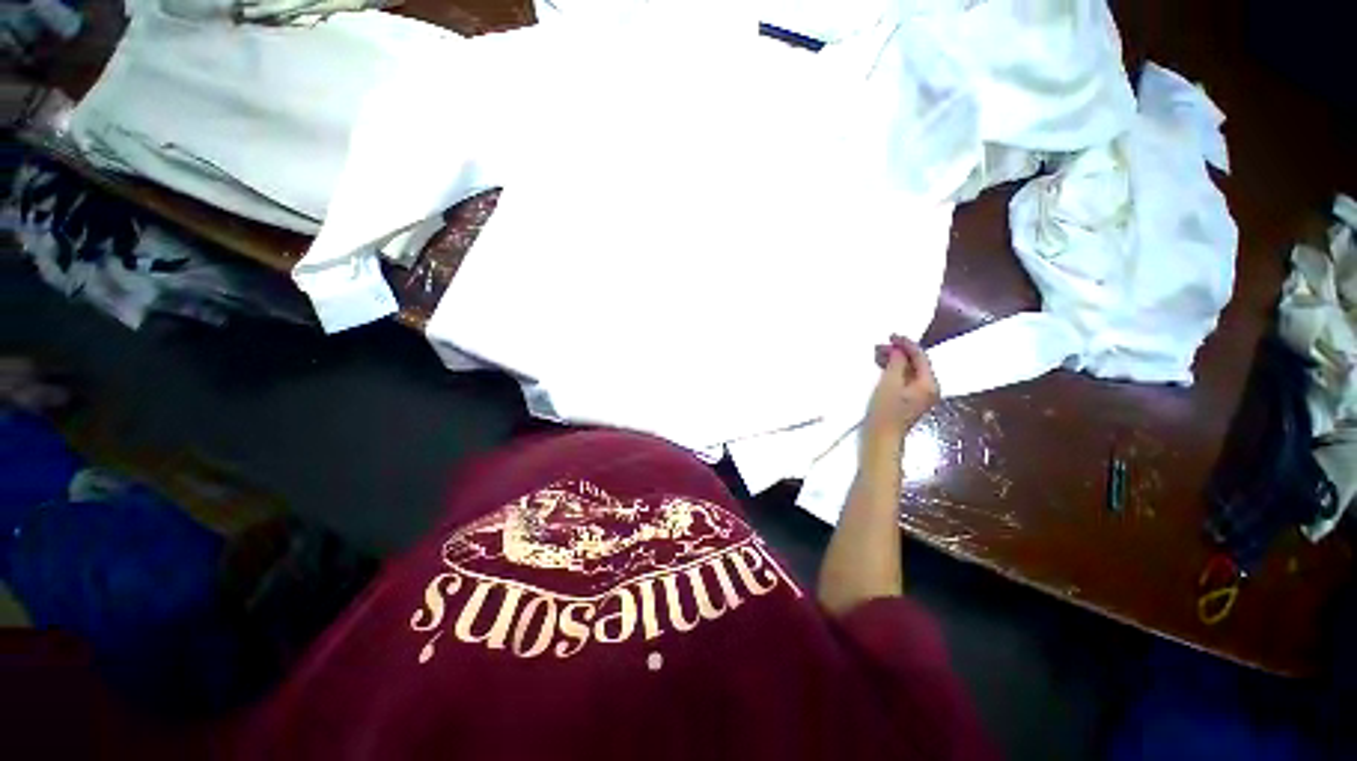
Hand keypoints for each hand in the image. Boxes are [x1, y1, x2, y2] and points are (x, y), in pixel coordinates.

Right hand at [865, 335, 938, 439]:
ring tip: (877, 355)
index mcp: (929, 383)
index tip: (889, 335)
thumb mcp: (889, 383)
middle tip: (879, 346)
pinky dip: (894, 370)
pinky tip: (882, 367)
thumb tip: (899, 350)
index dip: (906, 344)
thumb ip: (897, 363)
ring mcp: (920, 395)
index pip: (921, 356)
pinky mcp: (909, 400)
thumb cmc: (885, 411)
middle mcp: (929, 388)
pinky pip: (904, 378)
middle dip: (899, 352)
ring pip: (909, 370)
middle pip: (916, 363)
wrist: (881, 438)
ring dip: (895, 361)